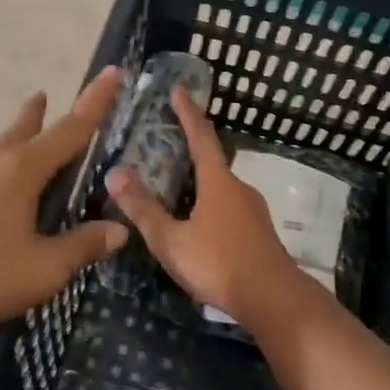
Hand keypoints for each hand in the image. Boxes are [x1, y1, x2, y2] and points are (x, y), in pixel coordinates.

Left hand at [0, 68, 128, 340]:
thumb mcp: (43, 269)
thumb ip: (82, 246)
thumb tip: (119, 229)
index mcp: (23, 169)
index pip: (71, 128)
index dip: (96, 101)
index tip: (113, 71)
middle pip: (28, 127)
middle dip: (45, 111)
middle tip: (51, 96)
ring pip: (4, 144)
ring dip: (22, 132)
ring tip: (31, 126)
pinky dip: (7, 161)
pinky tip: (4, 186)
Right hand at [105, 87, 307, 325]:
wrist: (274, 300)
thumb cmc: (219, 263)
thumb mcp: (172, 240)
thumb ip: (144, 208)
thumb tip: (115, 172)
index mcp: (218, 182)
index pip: (201, 136)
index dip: (188, 113)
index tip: (179, 90)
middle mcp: (238, 188)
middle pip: (212, 160)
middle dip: (192, 146)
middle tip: (168, 140)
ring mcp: (253, 210)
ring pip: (221, 186)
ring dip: (200, 180)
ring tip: (176, 185)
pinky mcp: (258, 232)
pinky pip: (229, 207)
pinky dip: (210, 202)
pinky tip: (198, 222)